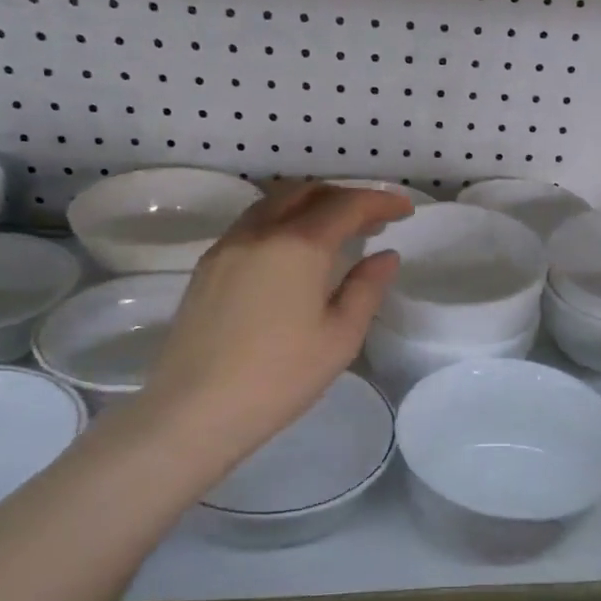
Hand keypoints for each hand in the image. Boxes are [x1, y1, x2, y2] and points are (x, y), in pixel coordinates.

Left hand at [133, 181, 409, 455]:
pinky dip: (283, 220)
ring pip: (274, 202)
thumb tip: (385, 256)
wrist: (195, 410)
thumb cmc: (280, 377)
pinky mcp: (207, 266)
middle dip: (345, 196)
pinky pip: (253, 223)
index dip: (380, 202)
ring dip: (311, 203)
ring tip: (336, 230)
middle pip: (307, 191)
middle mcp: (260, 232)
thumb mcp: (341, 337)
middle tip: (373, 220)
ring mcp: (227, 246)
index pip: (347, 205)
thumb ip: (367, 288)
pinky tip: (294, 251)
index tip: (405, 210)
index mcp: (298, 245)